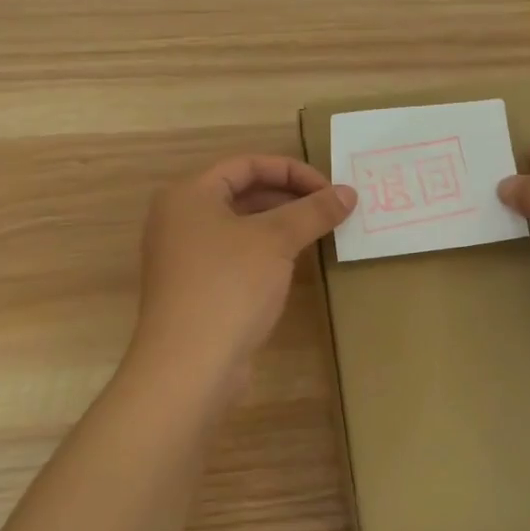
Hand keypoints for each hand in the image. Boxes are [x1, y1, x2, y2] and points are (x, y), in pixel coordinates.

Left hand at [131, 154, 355, 388]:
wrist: (189, 366)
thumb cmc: (229, 286)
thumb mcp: (276, 240)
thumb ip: (313, 211)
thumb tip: (349, 193)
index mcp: (190, 194)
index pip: (247, 164)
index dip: (292, 171)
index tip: (330, 190)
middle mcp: (180, 218)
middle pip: (243, 192)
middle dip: (290, 197)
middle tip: (330, 211)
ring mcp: (185, 255)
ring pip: (241, 226)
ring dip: (281, 225)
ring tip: (320, 233)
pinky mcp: (196, 287)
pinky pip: (236, 254)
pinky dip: (266, 251)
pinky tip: (294, 263)